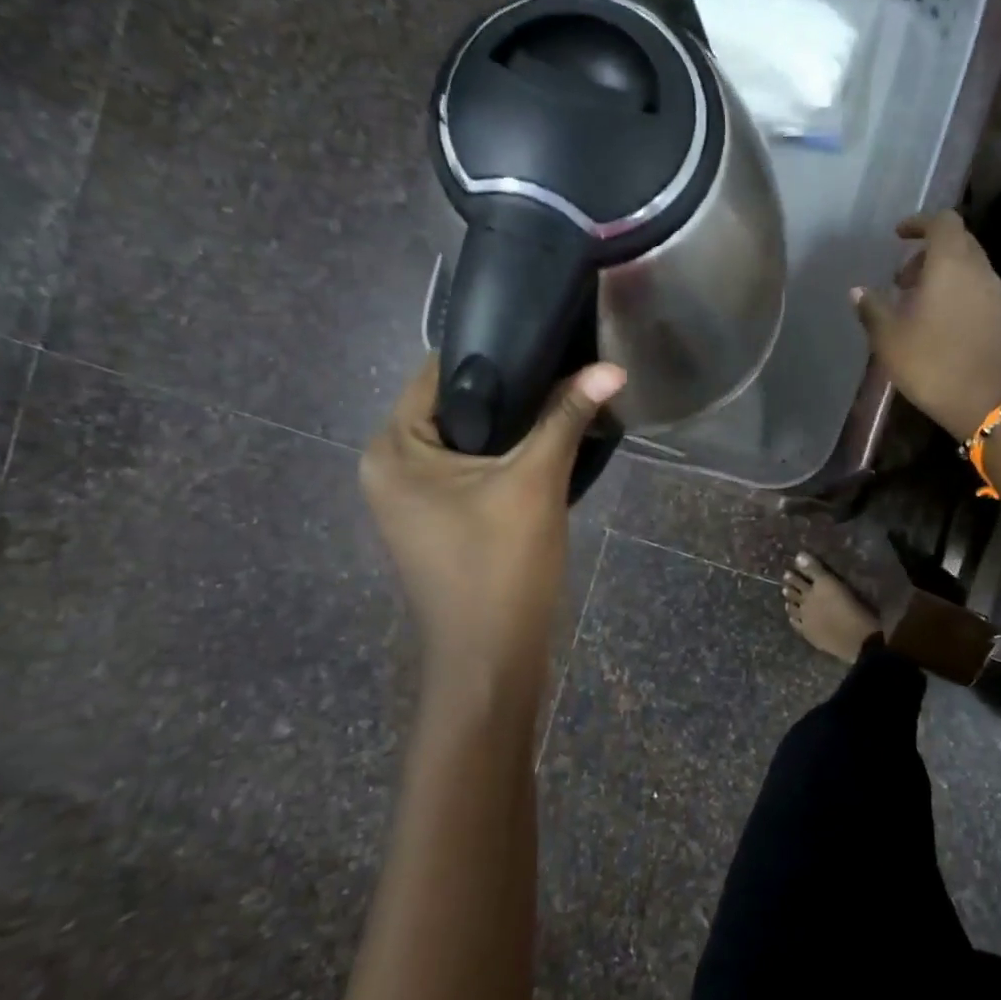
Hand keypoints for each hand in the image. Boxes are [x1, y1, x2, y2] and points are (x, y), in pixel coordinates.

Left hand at [360, 356, 625, 680]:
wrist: (491, 660)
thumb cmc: (500, 566)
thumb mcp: (536, 482)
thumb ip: (567, 418)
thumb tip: (610, 367)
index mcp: (392, 449)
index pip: (438, 373)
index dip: (494, 351)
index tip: (546, 339)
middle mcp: (389, 467)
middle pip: (454, 406)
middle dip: (510, 391)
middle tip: (566, 370)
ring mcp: (411, 499)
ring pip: (467, 441)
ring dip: (513, 426)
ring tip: (565, 400)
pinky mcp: (437, 522)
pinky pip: (470, 470)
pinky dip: (505, 458)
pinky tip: (548, 447)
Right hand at [852, 209, 1000, 438]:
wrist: (988, 404)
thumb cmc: (933, 364)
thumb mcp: (890, 339)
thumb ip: (872, 309)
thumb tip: (858, 291)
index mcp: (952, 264)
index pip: (943, 221)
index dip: (919, 223)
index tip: (898, 236)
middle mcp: (980, 271)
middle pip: (958, 243)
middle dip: (928, 252)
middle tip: (901, 278)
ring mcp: (996, 296)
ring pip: (969, 269)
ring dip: (943, 275)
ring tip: (915, 304)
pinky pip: (977, 292)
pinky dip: (957, 294)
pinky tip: (937, 324)